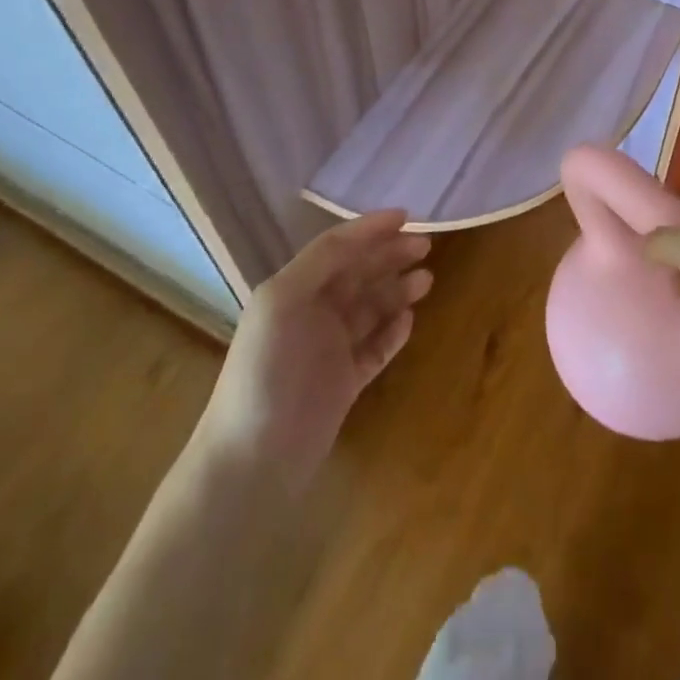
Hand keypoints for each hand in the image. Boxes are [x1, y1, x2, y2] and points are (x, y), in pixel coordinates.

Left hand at [198, 210, 431, 488]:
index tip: (407, 216)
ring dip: (397, 290)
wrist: (252, 463)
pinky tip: (410, 320)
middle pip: (358, 273)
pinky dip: (393, 331)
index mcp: (292, 289)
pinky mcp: (344, 383)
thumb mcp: (283, 301)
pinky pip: (375, 347)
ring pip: (371, 308)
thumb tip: (364, 234)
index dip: (370, 229)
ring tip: (427, 280)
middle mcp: (311, 313)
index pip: (336, 247)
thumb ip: (322, 262)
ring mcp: (329, 350)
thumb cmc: (266, 372)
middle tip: (426, 245)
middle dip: (390, 255)